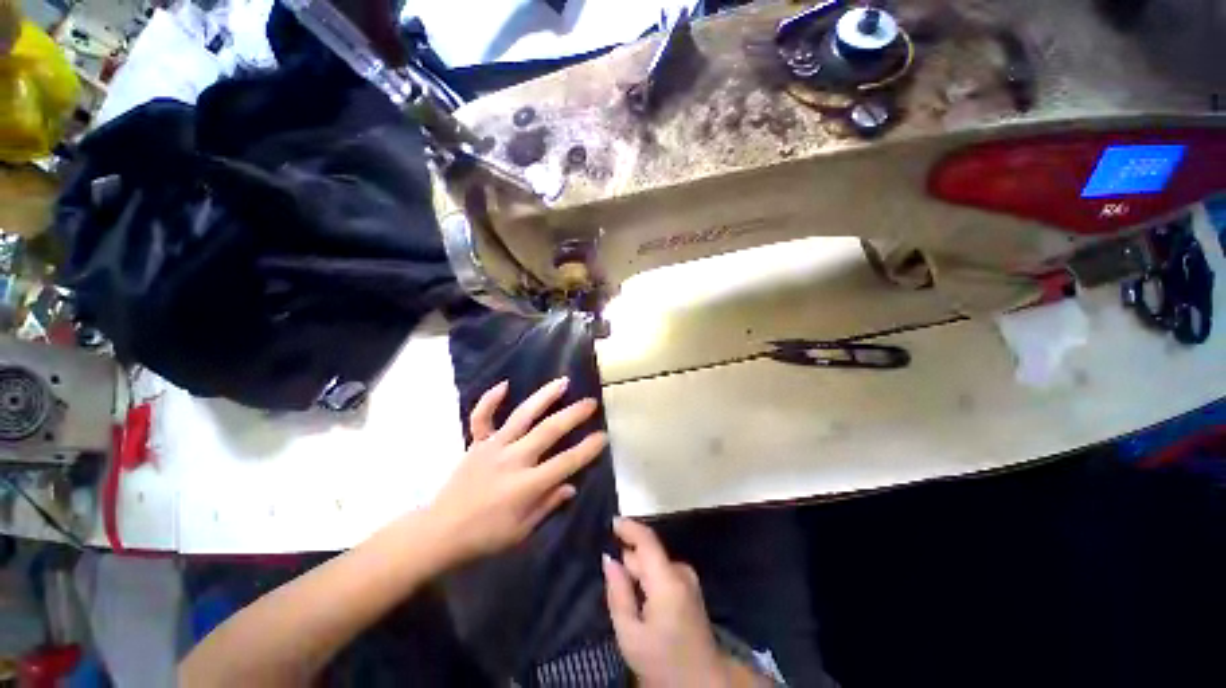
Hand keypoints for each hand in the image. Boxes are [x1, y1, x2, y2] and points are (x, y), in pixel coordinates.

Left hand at [427, 377, 607, 567]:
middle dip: (573, 415)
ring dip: (544, 397)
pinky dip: (491, 399)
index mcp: (526, 485)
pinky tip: (505, 384)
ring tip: (562, 382)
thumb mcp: (522, 530)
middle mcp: (513, 460)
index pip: (565, 462)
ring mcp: (493, 447)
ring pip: (522, 416)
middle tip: (591, 402)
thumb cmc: (485, 536)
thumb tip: (571, 485)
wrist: (440, 531)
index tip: (603, 436)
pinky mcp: (477, 443)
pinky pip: (482, 417)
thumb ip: (548, 504)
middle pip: (548, 431)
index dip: (587, 448)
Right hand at [604, 518, 734, 687]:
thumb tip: (609, 559)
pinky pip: (662, 573)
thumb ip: (618, 593)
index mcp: (667, 580)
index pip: (647, 540)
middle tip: (608, 575)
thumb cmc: (663, 662)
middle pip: (648, 553)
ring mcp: (688, 580)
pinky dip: (648, 578)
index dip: (628, 527)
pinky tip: (638, 598)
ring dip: (638, 571)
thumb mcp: (630, 634)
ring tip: (622, 592)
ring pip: (654, 564)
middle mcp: (681, 572)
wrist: (703, 685)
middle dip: (628, 559)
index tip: (610, 521)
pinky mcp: (690, 588)